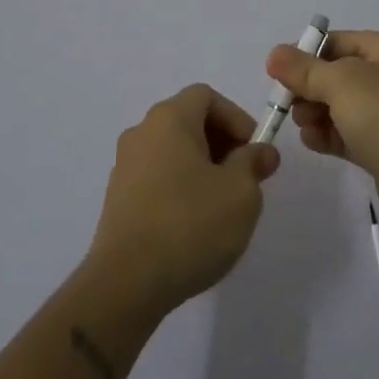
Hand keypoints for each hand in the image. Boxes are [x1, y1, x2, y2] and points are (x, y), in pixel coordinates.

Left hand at [85, 83, 281, 316]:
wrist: (127, 282)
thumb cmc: (190, 225)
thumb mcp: (240, 192)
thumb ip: (253, 163)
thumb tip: (261, 151)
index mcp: (169, 118)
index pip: (206, 96)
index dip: (236, 118)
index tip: (254, 151)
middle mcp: (142, 132)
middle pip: (188, 120)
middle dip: (222, 143)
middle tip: (245, 178)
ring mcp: (124, 165)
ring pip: (172, 150)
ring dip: (202, 166)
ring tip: (222, 204)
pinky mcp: (117, 198)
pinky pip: (157, 176)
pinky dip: (180, 186)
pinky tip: (194, 223)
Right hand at [267, 30, 378, 233]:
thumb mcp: (342, 83)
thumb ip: (304, 69)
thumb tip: (274, 54)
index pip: (337, 42)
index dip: (305, 55)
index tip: (278, 75)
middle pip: (336, 75)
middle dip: (308, 88)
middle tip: (288, 105)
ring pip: (340, 106)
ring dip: (316, 113)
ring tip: (304, 126)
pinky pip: (348, 133)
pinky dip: (329, 135)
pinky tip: (313, 142)